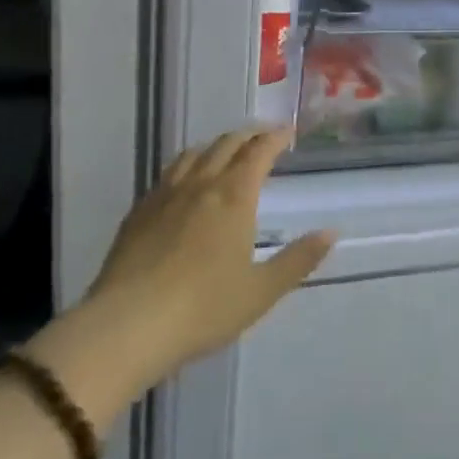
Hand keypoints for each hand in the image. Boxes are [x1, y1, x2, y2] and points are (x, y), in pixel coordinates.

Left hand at [31, 127, 333, 413]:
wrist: (127, 326)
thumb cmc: (204, 309)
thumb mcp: (262, 291)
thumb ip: (298, 259)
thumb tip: (331, 232)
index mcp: (234, 197)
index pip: (258, 152)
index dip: (275, 138)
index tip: (287, 132)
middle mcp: (200, 185)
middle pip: (226, 145)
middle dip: (247, 136)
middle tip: (262, 137)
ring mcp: (164, 196)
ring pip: (193, 154)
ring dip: (215, 146)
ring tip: (225, 151)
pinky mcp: (138, 212)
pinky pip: (167, 174)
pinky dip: (186, 165)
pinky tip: (184, 183)